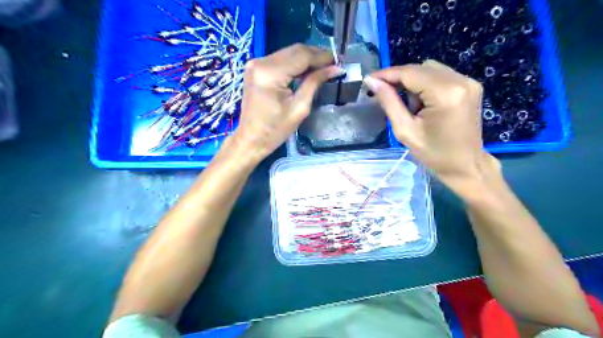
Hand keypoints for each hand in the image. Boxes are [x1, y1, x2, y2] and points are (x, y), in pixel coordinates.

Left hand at [231, 43, 343, 163]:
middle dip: (315, 56)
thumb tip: (335, 68)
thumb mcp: (300, 108)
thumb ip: (315, 83)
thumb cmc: (275, 130)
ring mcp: (255, 64)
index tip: (339, 61)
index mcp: (270, 73)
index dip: (322, 56)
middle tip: (333, 64)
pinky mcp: (255, 68)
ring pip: (288, 53)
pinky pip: (280, 60)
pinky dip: (294, 64)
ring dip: (306, 59)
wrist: (251, 139)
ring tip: (323, 68)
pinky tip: (306, 71)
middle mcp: (261, 62)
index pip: (302, 55)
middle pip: (294, 50)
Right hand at [362, 60, 499, 192]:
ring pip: (430, 69)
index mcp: (445, 94)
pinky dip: (425, 84)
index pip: (410, 73)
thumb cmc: (433, 154)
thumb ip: (389, 102)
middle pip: (420, 68)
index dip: (387, 74)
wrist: (465, 165)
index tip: (369, 79)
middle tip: (384, 94)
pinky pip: (440, 75)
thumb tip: (372, 81)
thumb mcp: (405, 130)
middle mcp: (460, 81)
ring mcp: (468, 81)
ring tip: (409, 106)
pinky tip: (422, 103)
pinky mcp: (470, 85)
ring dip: (413, 82)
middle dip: (399, 78)